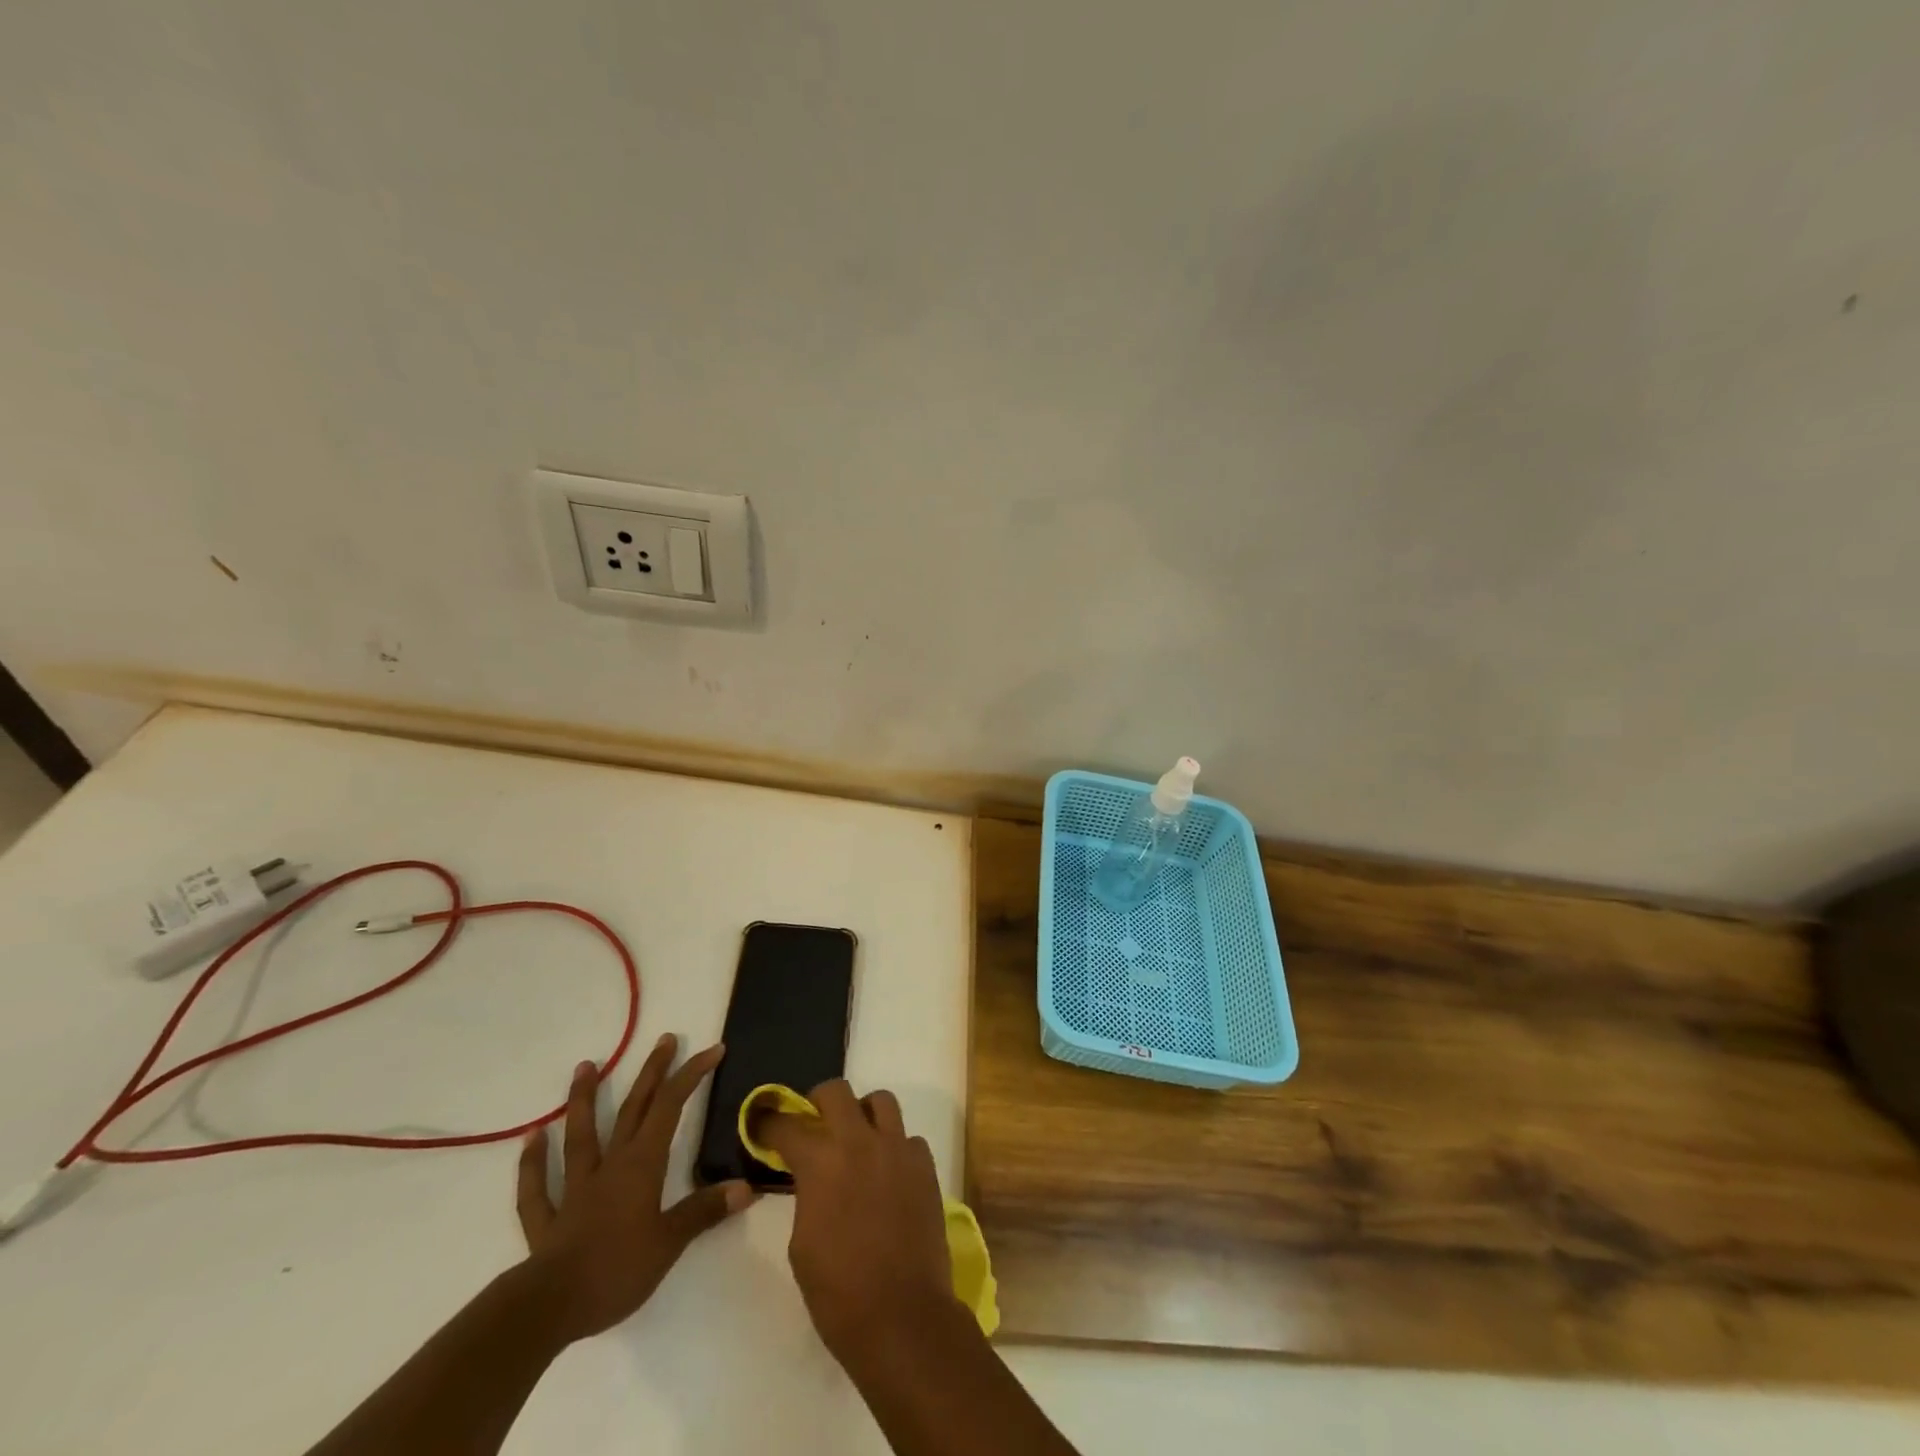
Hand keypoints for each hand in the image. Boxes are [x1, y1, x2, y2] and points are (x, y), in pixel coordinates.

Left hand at [514, 1035, 755, 1343]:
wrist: (549, 1308)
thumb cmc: (616, 1269)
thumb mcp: (670, 1242)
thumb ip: (704, 1211)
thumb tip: (746, 1188)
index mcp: (642, 1164)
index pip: (671, 1106)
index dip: (692, 1074)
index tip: (713, 1050)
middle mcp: (610, 1165)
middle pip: (633, 1109)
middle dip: (652, 1072)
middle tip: (665, 1039)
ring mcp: (575, 1189)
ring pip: (581, 1136)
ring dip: (582, 1100)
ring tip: (584, 1067)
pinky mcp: (547, 1220)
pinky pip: (538, 1186)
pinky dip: (534, 1162)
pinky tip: (531, 1139)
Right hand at [757, 1080, 956, 1362]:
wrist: (902, 1316)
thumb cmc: (838, 1292)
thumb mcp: (801, 1243)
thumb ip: (806, 1195)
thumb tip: (811, 1179)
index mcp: (822, 1163)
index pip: (788, 1125)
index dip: (769, 1123)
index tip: (761, 1124)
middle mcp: (860, 1142)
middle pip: (837, 1091)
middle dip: (819, 1101)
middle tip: (814, 1123)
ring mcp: (898, 1149)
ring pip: (881, 1101)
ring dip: (864, 1114)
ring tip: (858, 1140)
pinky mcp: (925, 1166)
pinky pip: (908, 1138)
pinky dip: (895, 1147)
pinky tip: (889, 1174)